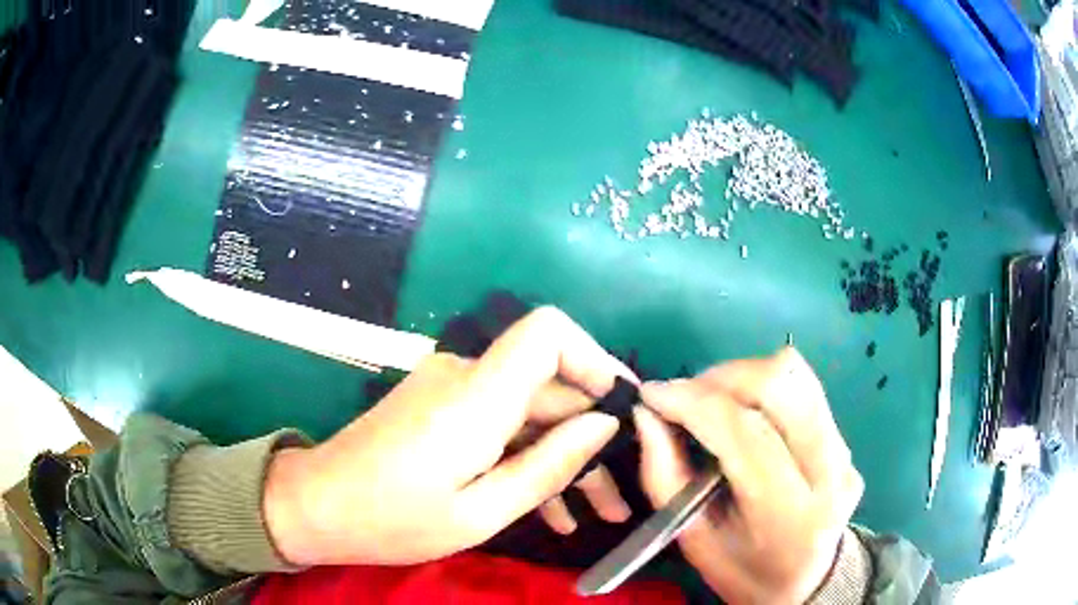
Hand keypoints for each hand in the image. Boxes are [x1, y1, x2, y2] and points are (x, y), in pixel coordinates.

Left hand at [264, 307, 635, 565]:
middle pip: (548, 384)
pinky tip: (549, 508)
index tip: (623, 409)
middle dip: (590, 437)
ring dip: (563, 456)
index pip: (547, 332)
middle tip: (617, 499)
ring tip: (593, 513)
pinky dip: (527, 455)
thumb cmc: (393, 519)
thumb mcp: (480, 512)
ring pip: (528, 410)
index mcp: (476, 396)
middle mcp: (465, 375)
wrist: (319, 506)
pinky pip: (500, 421)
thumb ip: (546, 466)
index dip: (594, 358)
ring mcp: (451, 389)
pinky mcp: (441, 406)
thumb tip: (603, 425)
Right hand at [635, 348, 863, 603]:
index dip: (693, 402)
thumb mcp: (693, 541)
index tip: (653, 395)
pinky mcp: (846, 439)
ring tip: (711, 401)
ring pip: (795, 375)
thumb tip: (647, 413)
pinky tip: (743, 410)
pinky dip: (763, 385)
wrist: (805, 581)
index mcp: (788, 515)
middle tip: (685, 398)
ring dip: (742, 375)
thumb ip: (665, 477)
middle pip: (779, 386)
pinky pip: (803, 387)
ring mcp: (845, 451)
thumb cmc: (743, 572)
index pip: (744, 433)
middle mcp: (829, 473)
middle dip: (720, 379)